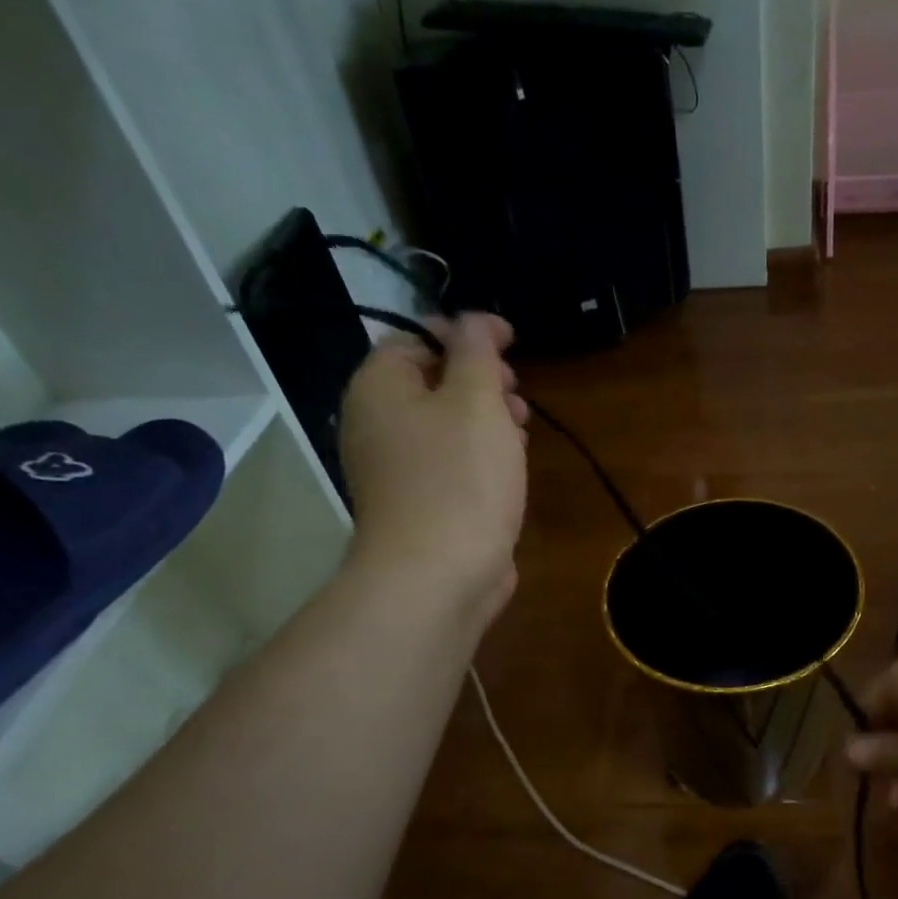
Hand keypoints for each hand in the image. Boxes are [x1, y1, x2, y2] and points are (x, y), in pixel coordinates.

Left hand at [339, 314, 528, 611]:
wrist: (438, 576)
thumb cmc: (459, 479)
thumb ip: (477, 351)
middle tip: (516, 396)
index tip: (511, 344)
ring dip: (486, 421)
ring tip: (520, 436)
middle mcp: (377, 424)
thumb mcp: (476, 400)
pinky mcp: (420, 504)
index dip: (465, 334)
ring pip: (445, 426)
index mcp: (379, 388)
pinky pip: (450, 464)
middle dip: (481, 382)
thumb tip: (474, 322)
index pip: (417, 338)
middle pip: (432, 382)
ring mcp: (396, 469)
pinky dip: (479, 458)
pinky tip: (509, 472)